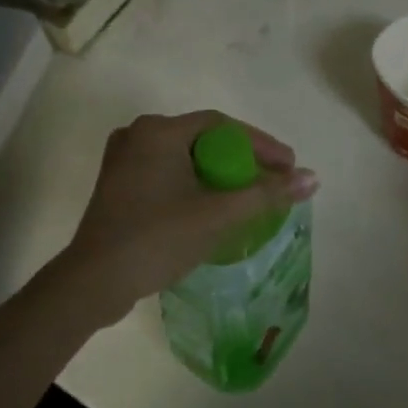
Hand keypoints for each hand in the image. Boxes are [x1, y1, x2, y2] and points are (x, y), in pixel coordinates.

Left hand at [59, 112, 317, 319]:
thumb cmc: (158, 238)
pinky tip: (212, 204)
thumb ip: (266, 193)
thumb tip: (312, 178)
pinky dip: (194, 184)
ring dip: (219, 173)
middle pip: (204, 139)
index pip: (222, 126)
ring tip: (249, 194)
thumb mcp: (218, 214)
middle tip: (272, 180)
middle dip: (242, 159)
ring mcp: (124, 161)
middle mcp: (138, 135)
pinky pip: (167, 174)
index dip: (261, 144)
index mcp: (159, 131)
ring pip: (185, 158)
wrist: (94, 282)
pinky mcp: (118, 186)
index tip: (288, 166)